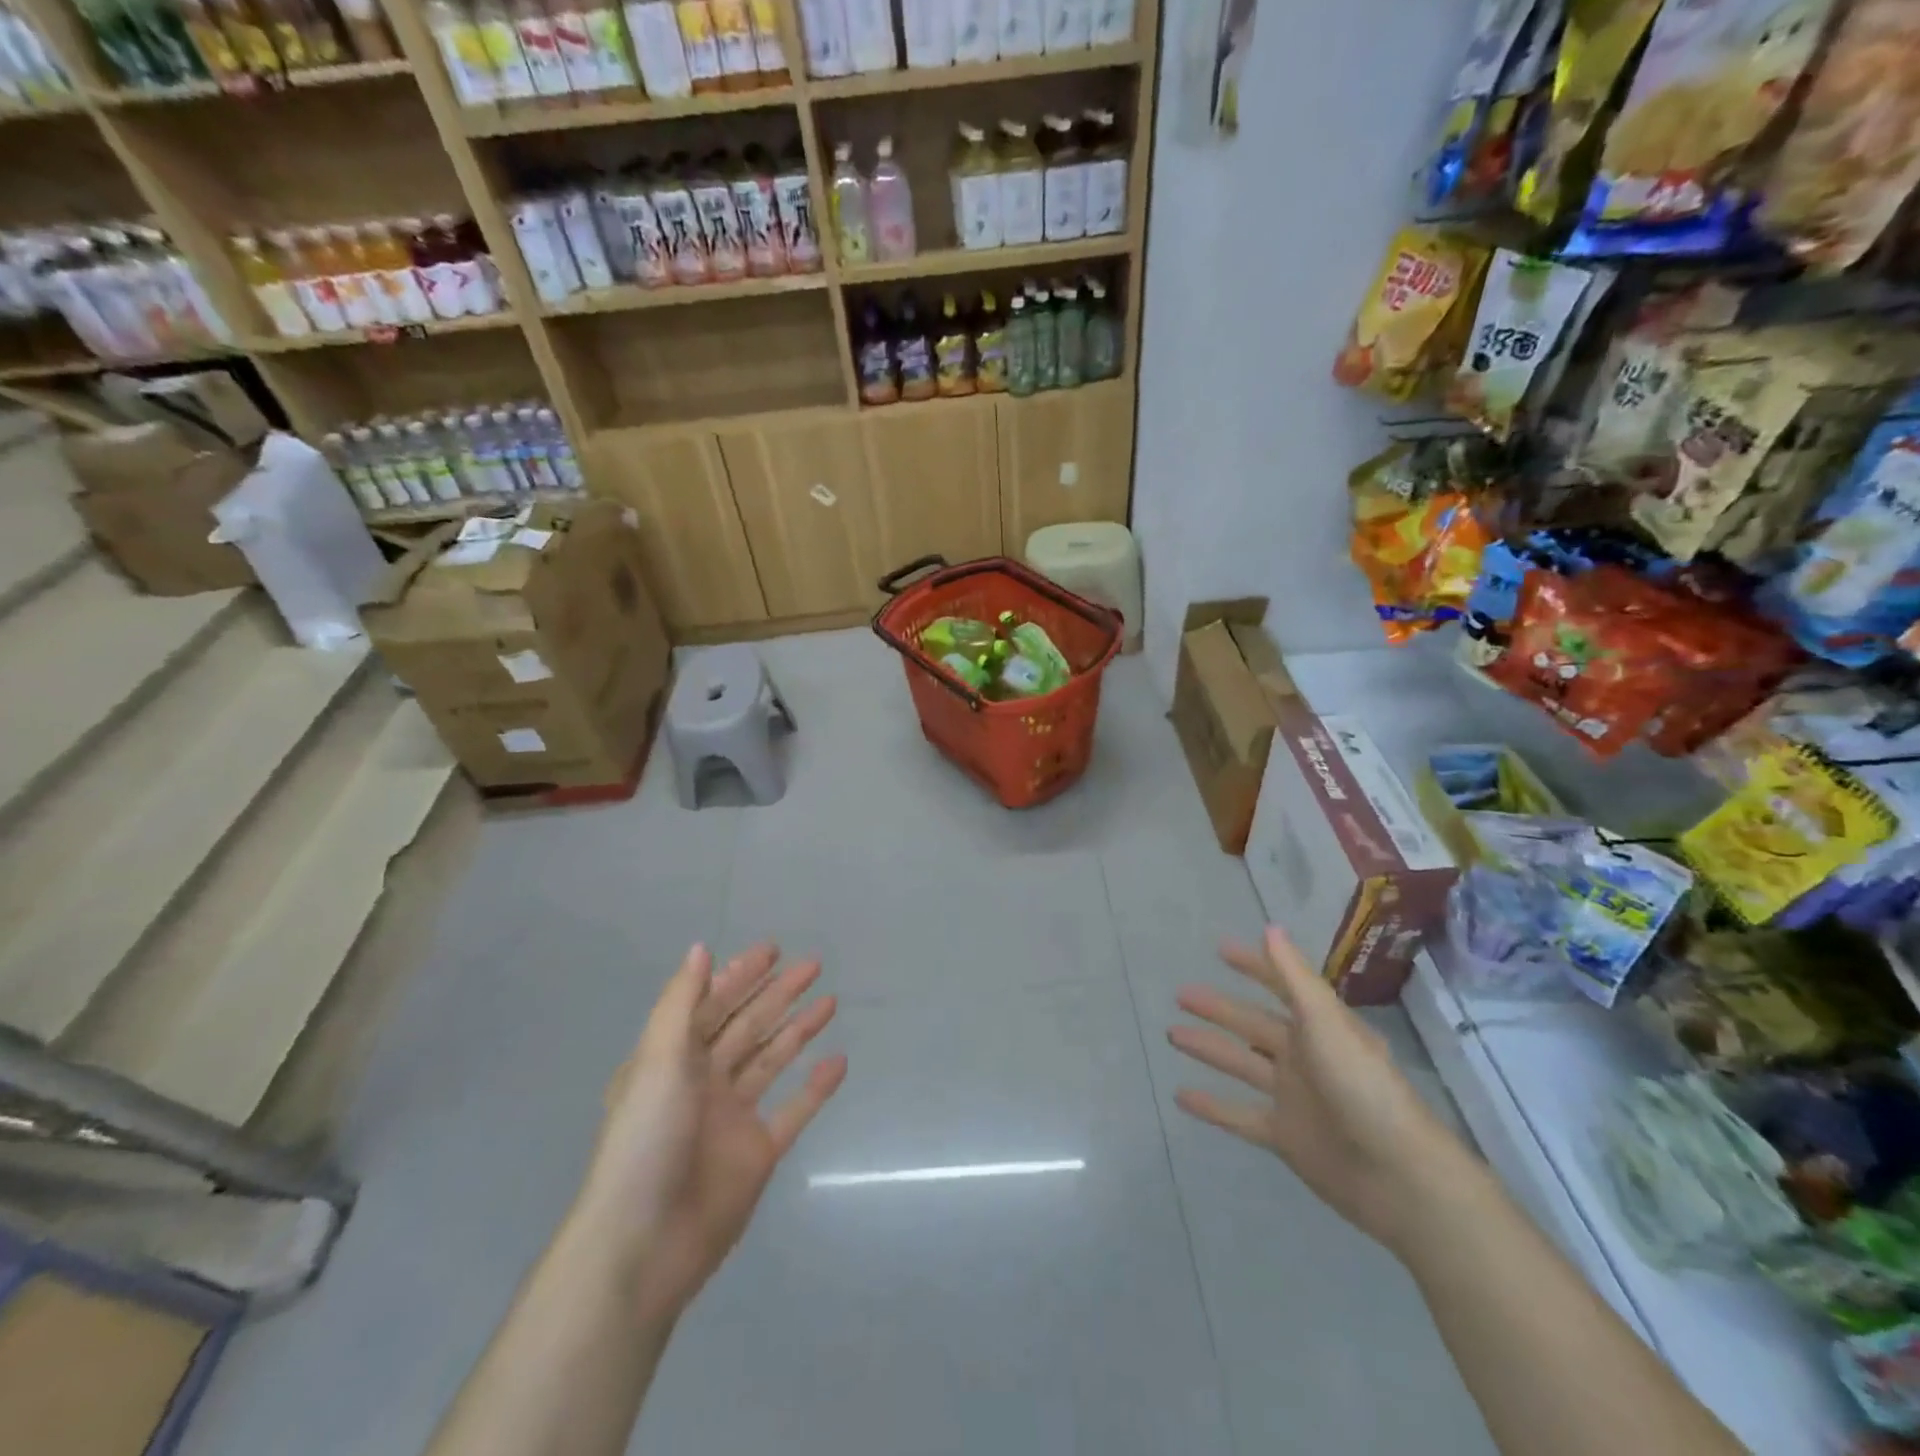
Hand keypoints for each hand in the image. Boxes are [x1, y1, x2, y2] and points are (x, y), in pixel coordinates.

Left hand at [574, 942, 845, 1319]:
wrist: (645, 1244)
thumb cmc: (647, 1141)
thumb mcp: (657, 1062)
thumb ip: (681, 1004)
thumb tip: (700, 949)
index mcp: (672, 1060)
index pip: (712, 1005)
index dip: (740, 975)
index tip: (773, 949)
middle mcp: (702, 1082)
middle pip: (747, 1026)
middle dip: (777, 993)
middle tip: (814, 965)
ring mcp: (732, 1118)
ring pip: (772, 1061)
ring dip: (799, 1029)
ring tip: (832, 1002)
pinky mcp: (758, 1152)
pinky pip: (793, 1110)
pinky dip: (816, 1087)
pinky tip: (839, 1061)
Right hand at [1168, 927, 1481, 1256]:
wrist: (1398, 1177)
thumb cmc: (1363, 1087)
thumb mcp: (1327, 1023)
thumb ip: (1294, 978)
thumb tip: (1270, 927)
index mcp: (1319, 1027)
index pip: (1281, 987)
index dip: (1254, 966)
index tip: (1220, 949)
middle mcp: (1304, 1057)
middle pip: (1252, 1026)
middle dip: (1219, 1009)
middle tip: (1181, 994)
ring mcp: (1292, 1097)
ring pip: (1241, 1065)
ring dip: (1209, 1049)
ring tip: (1172, 1035)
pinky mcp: (1284, 1136)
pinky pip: (1238, 1115)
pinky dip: (1211, 1107)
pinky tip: (1180, 1096)